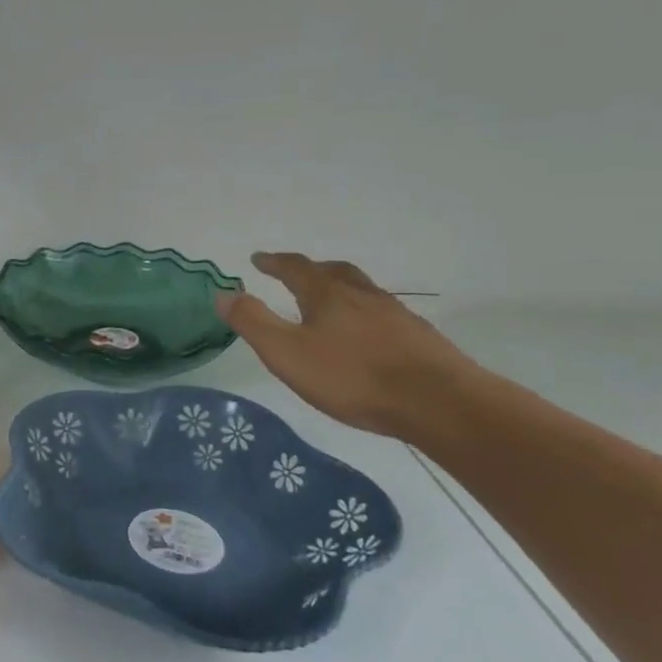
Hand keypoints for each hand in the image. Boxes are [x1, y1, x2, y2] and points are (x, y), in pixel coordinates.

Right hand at [217, 252, 485, 440]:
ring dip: (341, 289)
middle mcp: (362, 296)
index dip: (274, 262)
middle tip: (296, 273)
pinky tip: (367, 335)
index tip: (259, 259)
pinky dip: (366, 314)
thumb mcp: (287, 353)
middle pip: (334, 272)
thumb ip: (253, 322)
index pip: (296, 268)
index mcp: (327, 295)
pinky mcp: (419, 338)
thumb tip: (223, 293)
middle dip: (311, 269)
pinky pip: (384, 314)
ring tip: (331, 301)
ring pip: (363, 291)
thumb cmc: (353, 376)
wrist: (438, 402)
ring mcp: (395, 315)